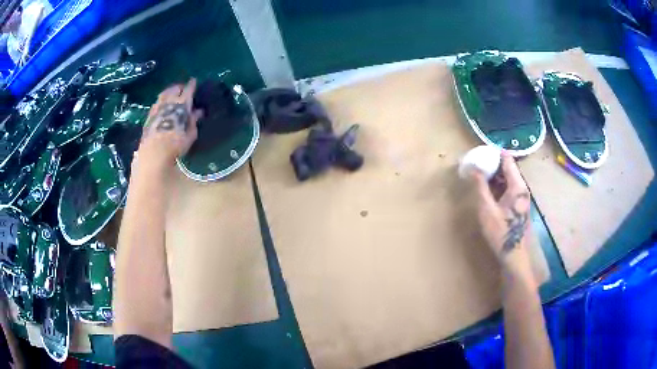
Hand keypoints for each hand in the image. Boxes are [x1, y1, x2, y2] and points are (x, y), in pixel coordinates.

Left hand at [138, 79, 202, 166]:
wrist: (154, 152)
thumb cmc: (176, 143)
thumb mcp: (190, 133)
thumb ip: (194, 120)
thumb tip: (198, 111)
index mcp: (182, 103)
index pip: (188, 89)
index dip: (192, 84)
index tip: (194, 80)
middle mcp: (169, 101)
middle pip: (175, 89)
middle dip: (180, 87)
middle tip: (183, 88)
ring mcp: (158, 107)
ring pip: (164, 94)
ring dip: (169, 92)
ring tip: (172, 93)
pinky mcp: (149, 115)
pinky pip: (157, 102)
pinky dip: (161, 100)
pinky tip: (161, 104)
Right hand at [470, 151, 531, 269]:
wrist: (513, 255)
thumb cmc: (500, 232)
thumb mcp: (487, 209)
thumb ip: (480, 187)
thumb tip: (474, 168)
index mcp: (517, 185)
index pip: (507, 159)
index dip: (495, 153)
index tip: (481, 151)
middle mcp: (522, 188)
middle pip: (509, 168)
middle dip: (493, 164)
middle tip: (477, 163)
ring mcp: (521, 197)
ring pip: (509, 178)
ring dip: (495, 175)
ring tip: (479, 174)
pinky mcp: (519, 205)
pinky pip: (509, 188)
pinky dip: (498, 185)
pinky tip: (487, 189)